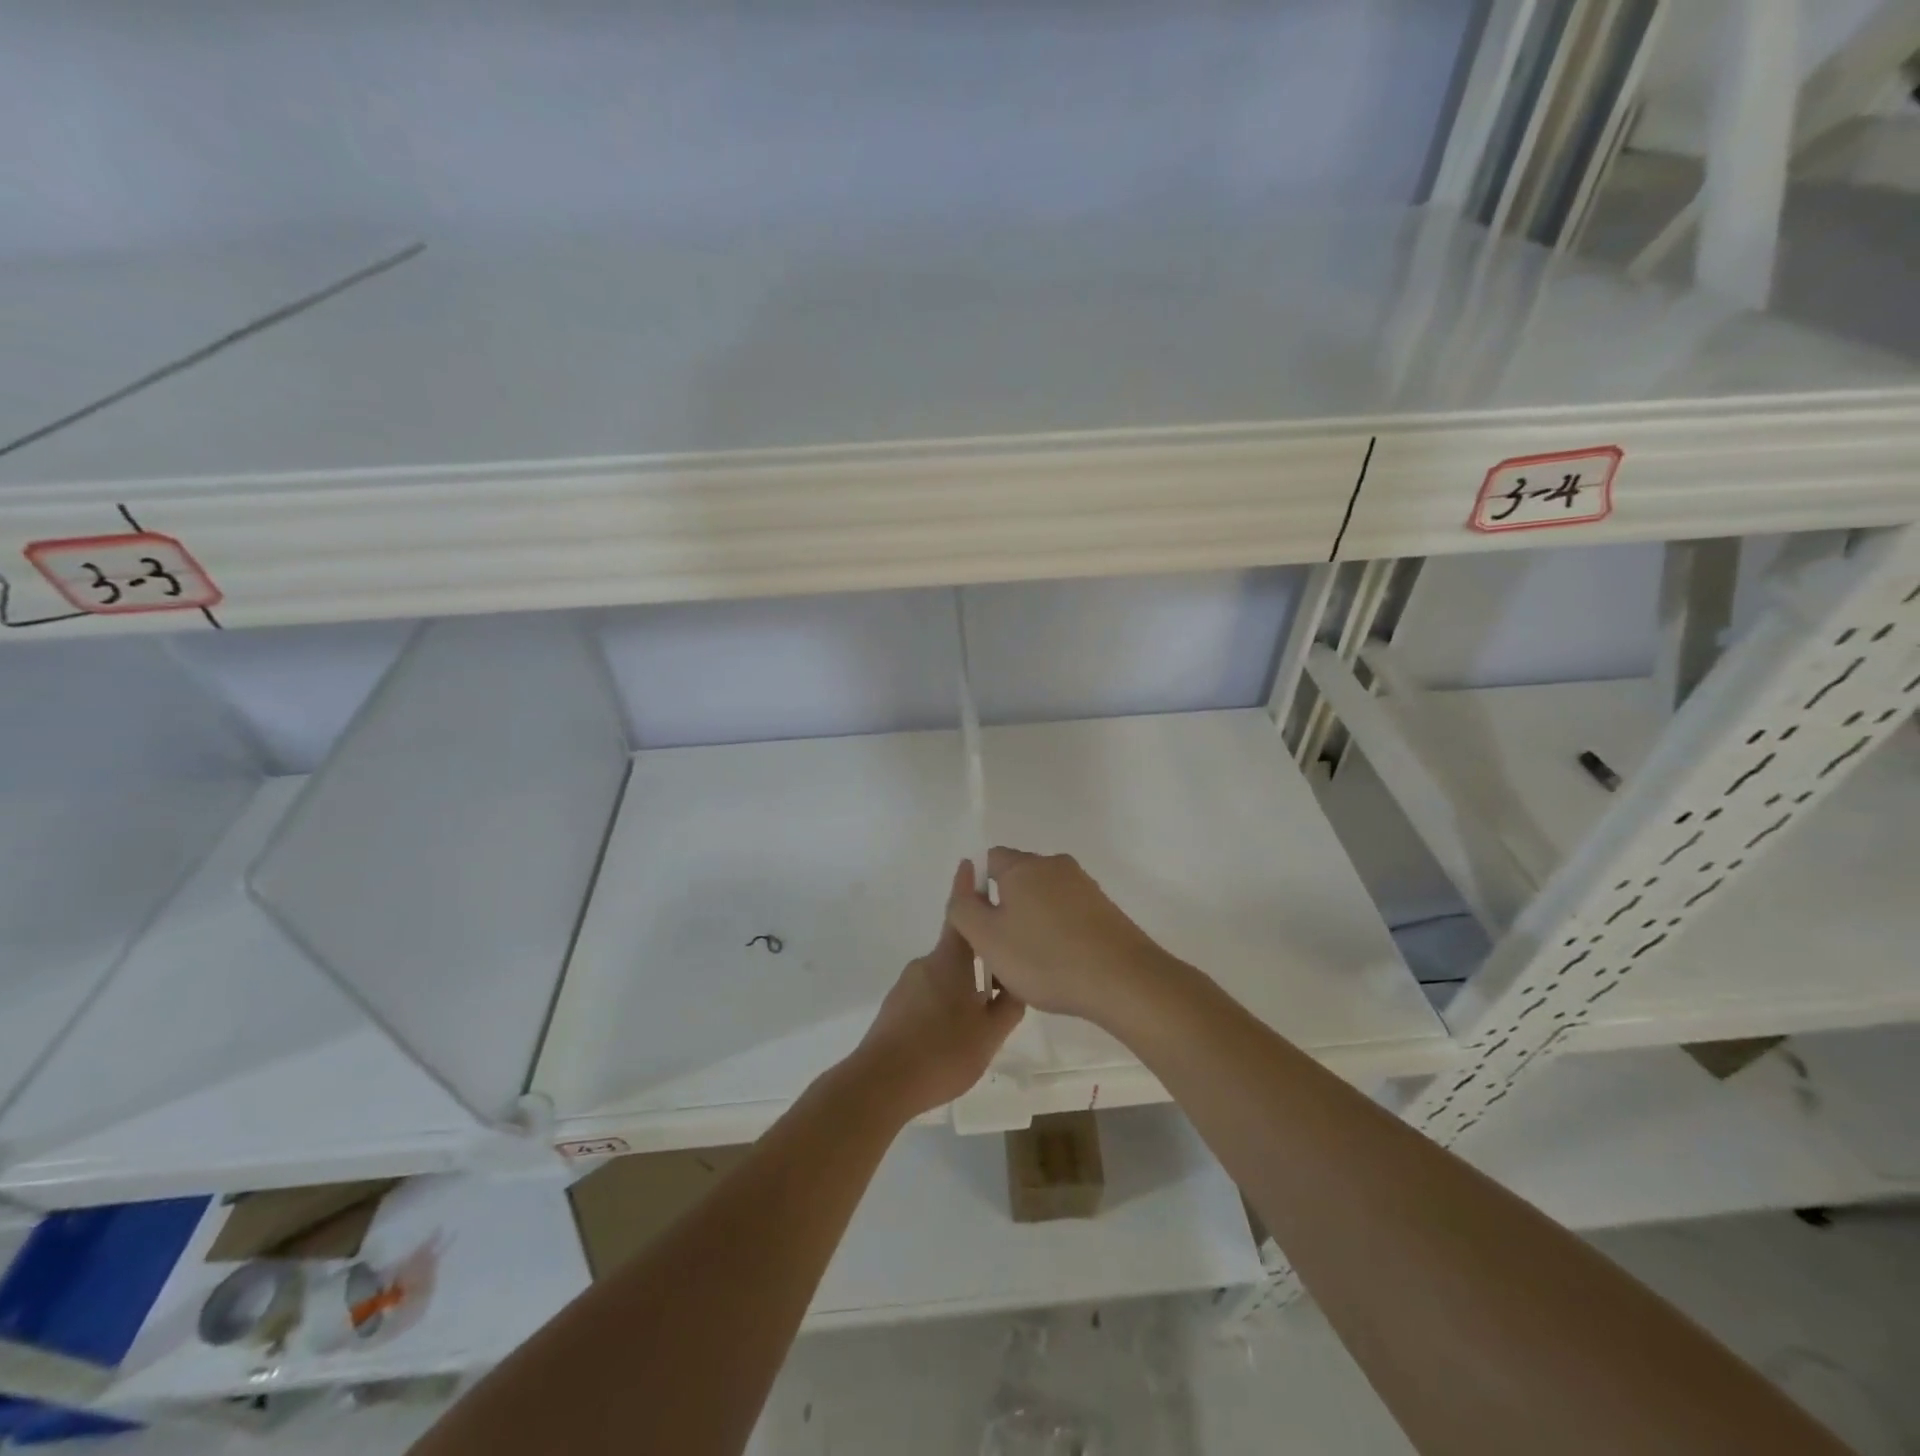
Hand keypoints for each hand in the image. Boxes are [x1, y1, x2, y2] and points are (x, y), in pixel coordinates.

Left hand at [847, 867, 1025, 1119]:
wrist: (880, 1084)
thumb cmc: (941, 1052)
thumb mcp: (989, 1034)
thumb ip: (1007, 1006)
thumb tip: (1017, 982)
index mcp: (949, 961)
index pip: (961, 915)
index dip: (968, 890)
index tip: (973, 866)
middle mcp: (925, 965)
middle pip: (957, 952)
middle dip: (979, 961)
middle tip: (1002, 986)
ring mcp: (906, 987)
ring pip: (943, 977)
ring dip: (963, 988)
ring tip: (981, 1022)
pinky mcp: (895, 1009)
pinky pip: (928, 996)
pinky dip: (945, 1005)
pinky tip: (954, 1037)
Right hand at [945, 848, 1176, 1025]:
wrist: (1123, 980)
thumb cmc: (1044, 958)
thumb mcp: (986, 938)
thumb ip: (963, 907)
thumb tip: (965, 880)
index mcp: (1024, 866)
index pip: (990, 860)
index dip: (978, 890)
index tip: (981, 927)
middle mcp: (1055, 866)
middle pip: (1018, 879)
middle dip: (1005, 909)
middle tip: (1001, 951)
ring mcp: (1085, 886)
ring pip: (1044, 899)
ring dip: (1032, 924)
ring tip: (1032, 966)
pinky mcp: (1105, 909)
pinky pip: (1068, 915)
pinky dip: (1058, 934)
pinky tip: (1061, 967)